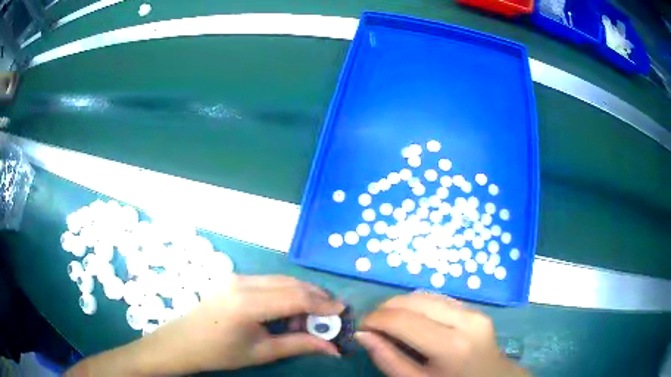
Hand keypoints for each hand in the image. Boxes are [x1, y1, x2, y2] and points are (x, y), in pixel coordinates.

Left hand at [67, 275, 343, 375]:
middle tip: (330, 317)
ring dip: (301, 296)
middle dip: (316, 298)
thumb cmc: (219, 352)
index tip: (343, 312)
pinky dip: (285, 294)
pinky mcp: (234, 279)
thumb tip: (333, 348)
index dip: (323, 305)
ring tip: (307, 320)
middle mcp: (243, 282)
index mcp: (248, 303)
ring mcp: (237, 277)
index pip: (296, 298)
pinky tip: (286, 313)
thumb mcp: (261, 352)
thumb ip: (299, 345)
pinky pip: (269, 282)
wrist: (182, 342)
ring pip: (282, 280)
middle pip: (292, 284)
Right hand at [356, 292, 528, 376]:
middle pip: (414, 301)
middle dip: (386, 308)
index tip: (361, 328)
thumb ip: (388, 359)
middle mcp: (465, 321)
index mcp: (451, 346)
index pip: (403, 320)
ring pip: (426, 295)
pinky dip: (418, 305)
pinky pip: (439, 299)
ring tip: (388, 321)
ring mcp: (474, 311)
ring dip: (401, 305)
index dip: (375, 319)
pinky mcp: (475, 309)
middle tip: (371, 324)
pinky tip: (411, 319)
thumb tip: (361, 335)